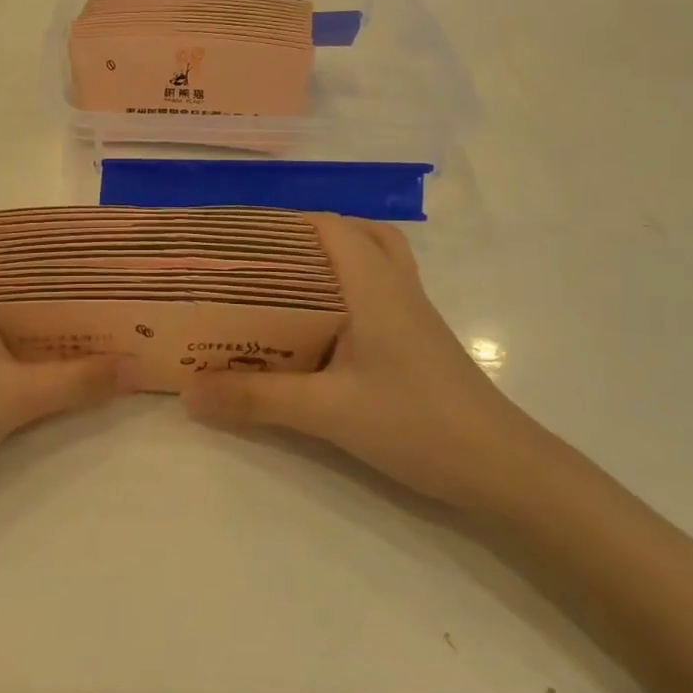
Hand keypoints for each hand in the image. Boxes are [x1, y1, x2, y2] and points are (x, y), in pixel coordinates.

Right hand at [183, 214, 549, 511]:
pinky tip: (318, 329)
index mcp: (374, 285)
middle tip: (257, 260)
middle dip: (304, 237)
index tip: (236, 238)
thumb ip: (256, 400)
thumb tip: (189, 392)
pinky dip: (346, 290)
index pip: (327, 226)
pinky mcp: (417, 341)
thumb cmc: (418, 424)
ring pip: (372, 261)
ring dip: (331, 260)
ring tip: (284, 285)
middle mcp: (395, 287)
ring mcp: (412, 313)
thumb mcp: (328, 411)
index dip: (282, 223)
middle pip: (353, 234)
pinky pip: (377, 292)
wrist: (504, 469)